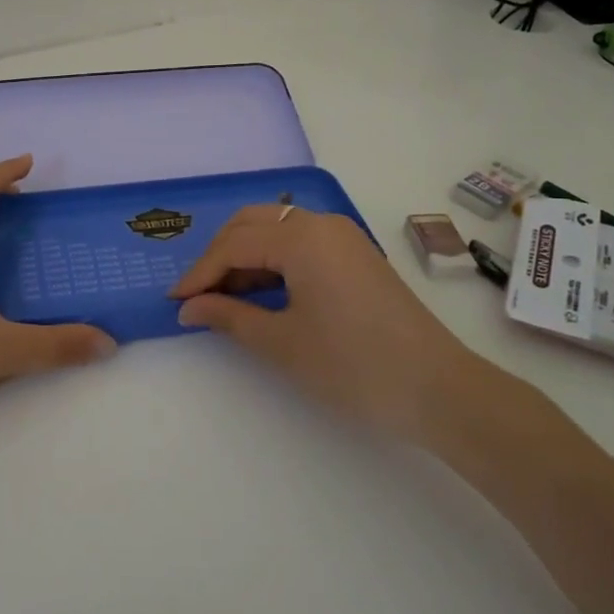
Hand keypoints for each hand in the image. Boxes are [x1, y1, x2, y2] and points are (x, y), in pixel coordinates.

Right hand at [170, 205, 481, 440]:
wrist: (438, 389)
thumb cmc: (352, 365)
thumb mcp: (281, 342)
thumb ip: (228, 317)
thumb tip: (188, 308)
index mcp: (301, 237)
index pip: (233, 245)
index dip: (199, 273)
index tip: (175, 302)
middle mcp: (321, 224)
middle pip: (253, 224)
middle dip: (219, 256)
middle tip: (198, 296)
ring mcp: (344, 237)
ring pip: (277, 230)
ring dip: (246, 257)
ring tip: (225, 298)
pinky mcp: (357, 255)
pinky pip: (301, 243)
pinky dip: (273, 261)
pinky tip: (263, 292)